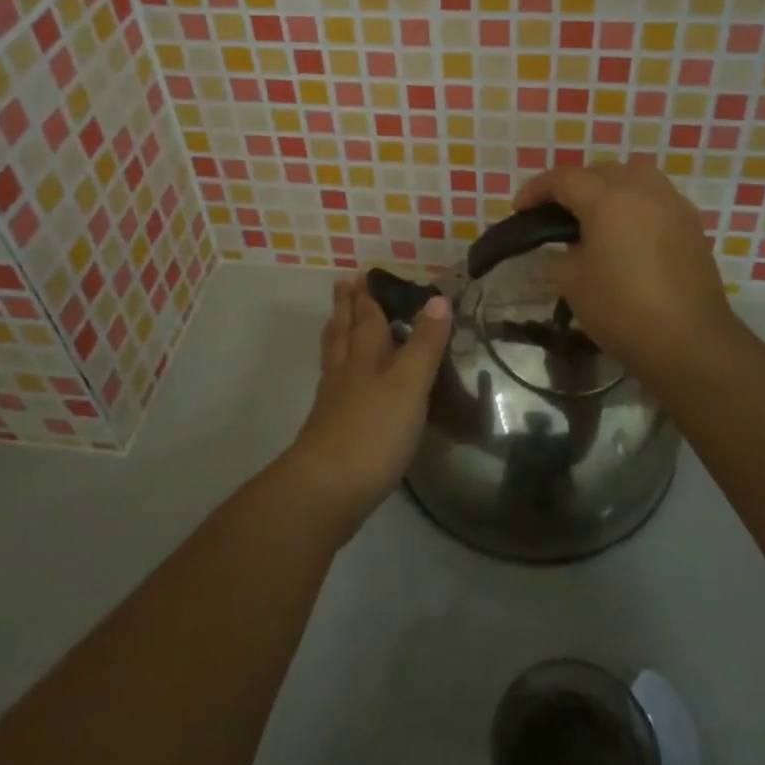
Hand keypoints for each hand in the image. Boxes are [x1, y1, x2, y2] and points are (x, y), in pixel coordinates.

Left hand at [281, 279, 452, 543]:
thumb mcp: (409, 384)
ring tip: (335, 321)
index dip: (367, 297)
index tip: (361, 274)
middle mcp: (346, 373)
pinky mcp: (329, 431)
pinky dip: (336, 371)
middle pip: (344, 332)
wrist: (326, 489)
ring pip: (334, 358)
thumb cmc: (373, 431)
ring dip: (337, 335)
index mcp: (366, 357)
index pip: (367, 319)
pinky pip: (332, 386)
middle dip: (347, 308)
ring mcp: (333, 403)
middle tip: (343, 285)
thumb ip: (425, 344)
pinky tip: (339, 382)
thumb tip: (438, 299)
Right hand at [513, 161, 741, 390]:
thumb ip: (561, 253)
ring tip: (596, 215)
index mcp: (607, 199)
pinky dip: (636, 203)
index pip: (563, 179)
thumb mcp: (572, 282)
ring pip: (635, 176)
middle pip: (600, 171)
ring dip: (610, 187)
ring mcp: (672, 204)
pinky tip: (629, 232)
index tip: (519, 209)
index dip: (536, 190)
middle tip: (556, 213)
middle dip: (574, 185)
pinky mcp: (691, 224)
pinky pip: (657, 197)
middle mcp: (642, 190)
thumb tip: (566, 245)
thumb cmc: (622, 310)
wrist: (689, 341)